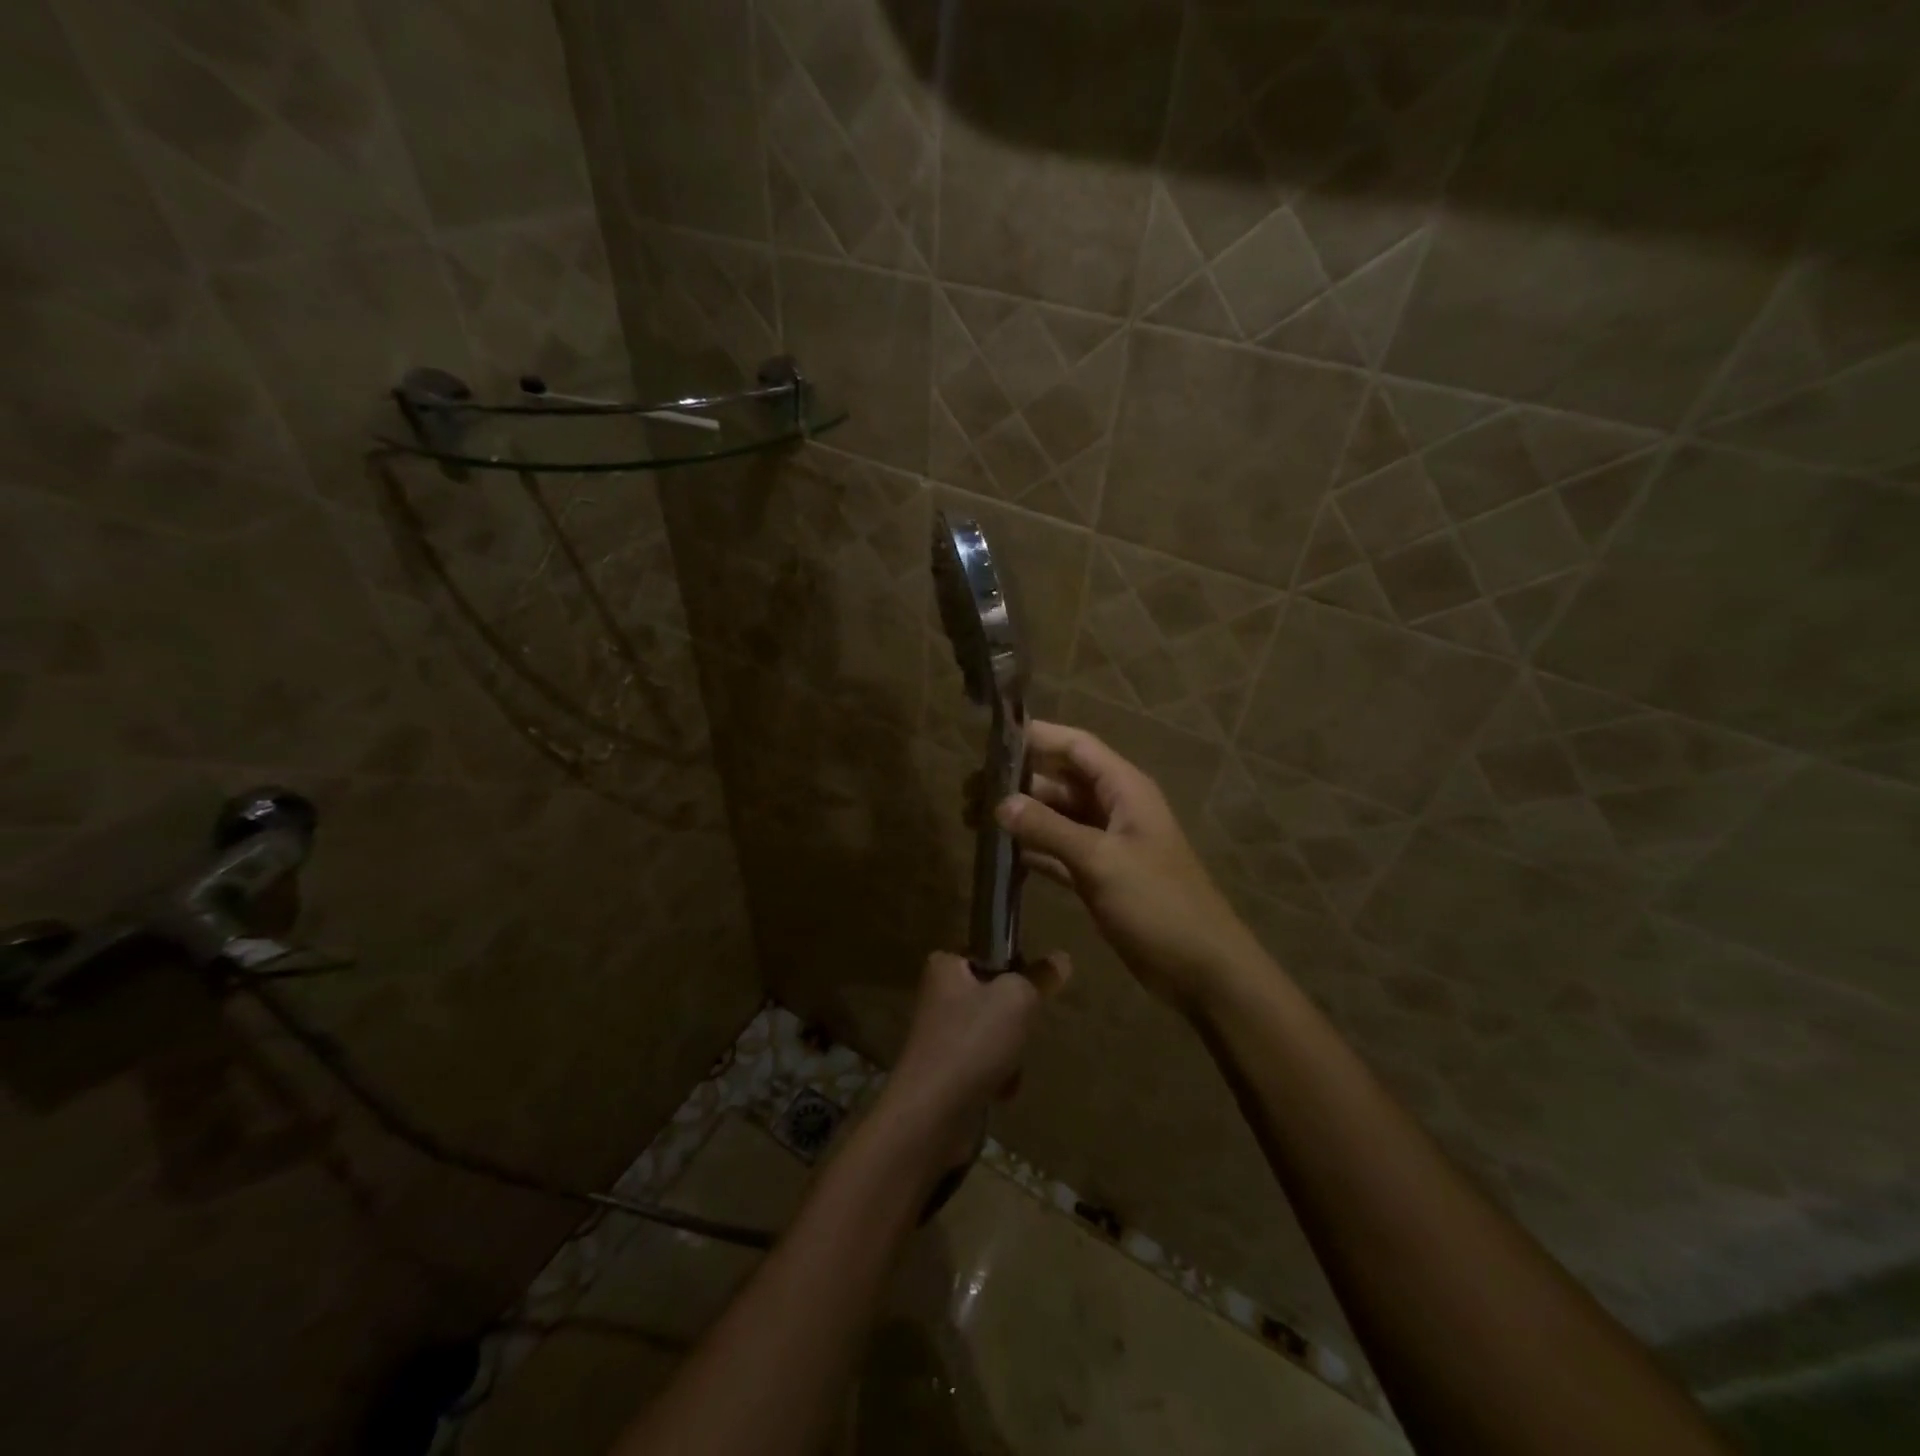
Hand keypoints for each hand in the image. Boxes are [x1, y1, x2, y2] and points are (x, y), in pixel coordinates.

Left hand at [882, 951, 1068, 1152]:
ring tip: (1009, 1067)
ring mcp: (940, 1035)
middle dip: (1015, 1018)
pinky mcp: (945, 1071)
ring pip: (993, 1032)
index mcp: (945, 966)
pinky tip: (1000, 1090)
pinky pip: (984, 1064)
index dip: (1015, 967)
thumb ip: (1040, 977)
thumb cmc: (973, 1041)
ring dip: (1010, 1052)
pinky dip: (997, 1076)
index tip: (1031, 988)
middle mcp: (938, 996)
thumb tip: (1062, 959)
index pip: (988, 952)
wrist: (932, 1114)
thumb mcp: (1017, 999)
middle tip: (1022, 1030)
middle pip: (994, 996)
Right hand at [996, 721, 1259, 1009]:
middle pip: (1059, 781)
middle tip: (968, 793)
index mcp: (1124, 790)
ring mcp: (1105, 844)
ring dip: (1020, 818)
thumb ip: (1049, 829)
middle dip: (1017, 783)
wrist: (1201, 969)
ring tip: (972, 820)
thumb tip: (1000, 804)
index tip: (991, 741)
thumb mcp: (1101, 861)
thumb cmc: (1158, 904)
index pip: (1076, 747)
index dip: (1037, 738)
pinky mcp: (1098, 876)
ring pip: (1055, 817)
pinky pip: (1057, 852)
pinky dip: (1031, 850)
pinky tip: (998, 855)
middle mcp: (1113, 808)